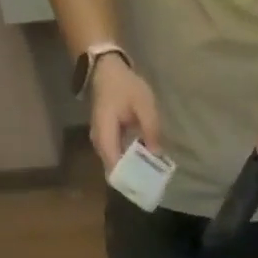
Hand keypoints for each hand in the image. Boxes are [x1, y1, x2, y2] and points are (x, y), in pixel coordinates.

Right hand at [88, 55, 162, 173]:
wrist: (106, 71)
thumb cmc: (125, 86)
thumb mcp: (143, 103)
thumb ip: (151, 128)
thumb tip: (157, 154)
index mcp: (105, 136)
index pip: (115, 168)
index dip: (129, 180)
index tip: (146, 187)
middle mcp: (100, 145)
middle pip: (114, 171)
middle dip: (132, 179)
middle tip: (153, 184)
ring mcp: (101, 144)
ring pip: (115, 166)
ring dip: (131, 171)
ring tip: (151, 176)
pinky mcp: (106, 141)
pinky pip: (116, 158)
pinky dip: (129, 162)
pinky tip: (144, 162)